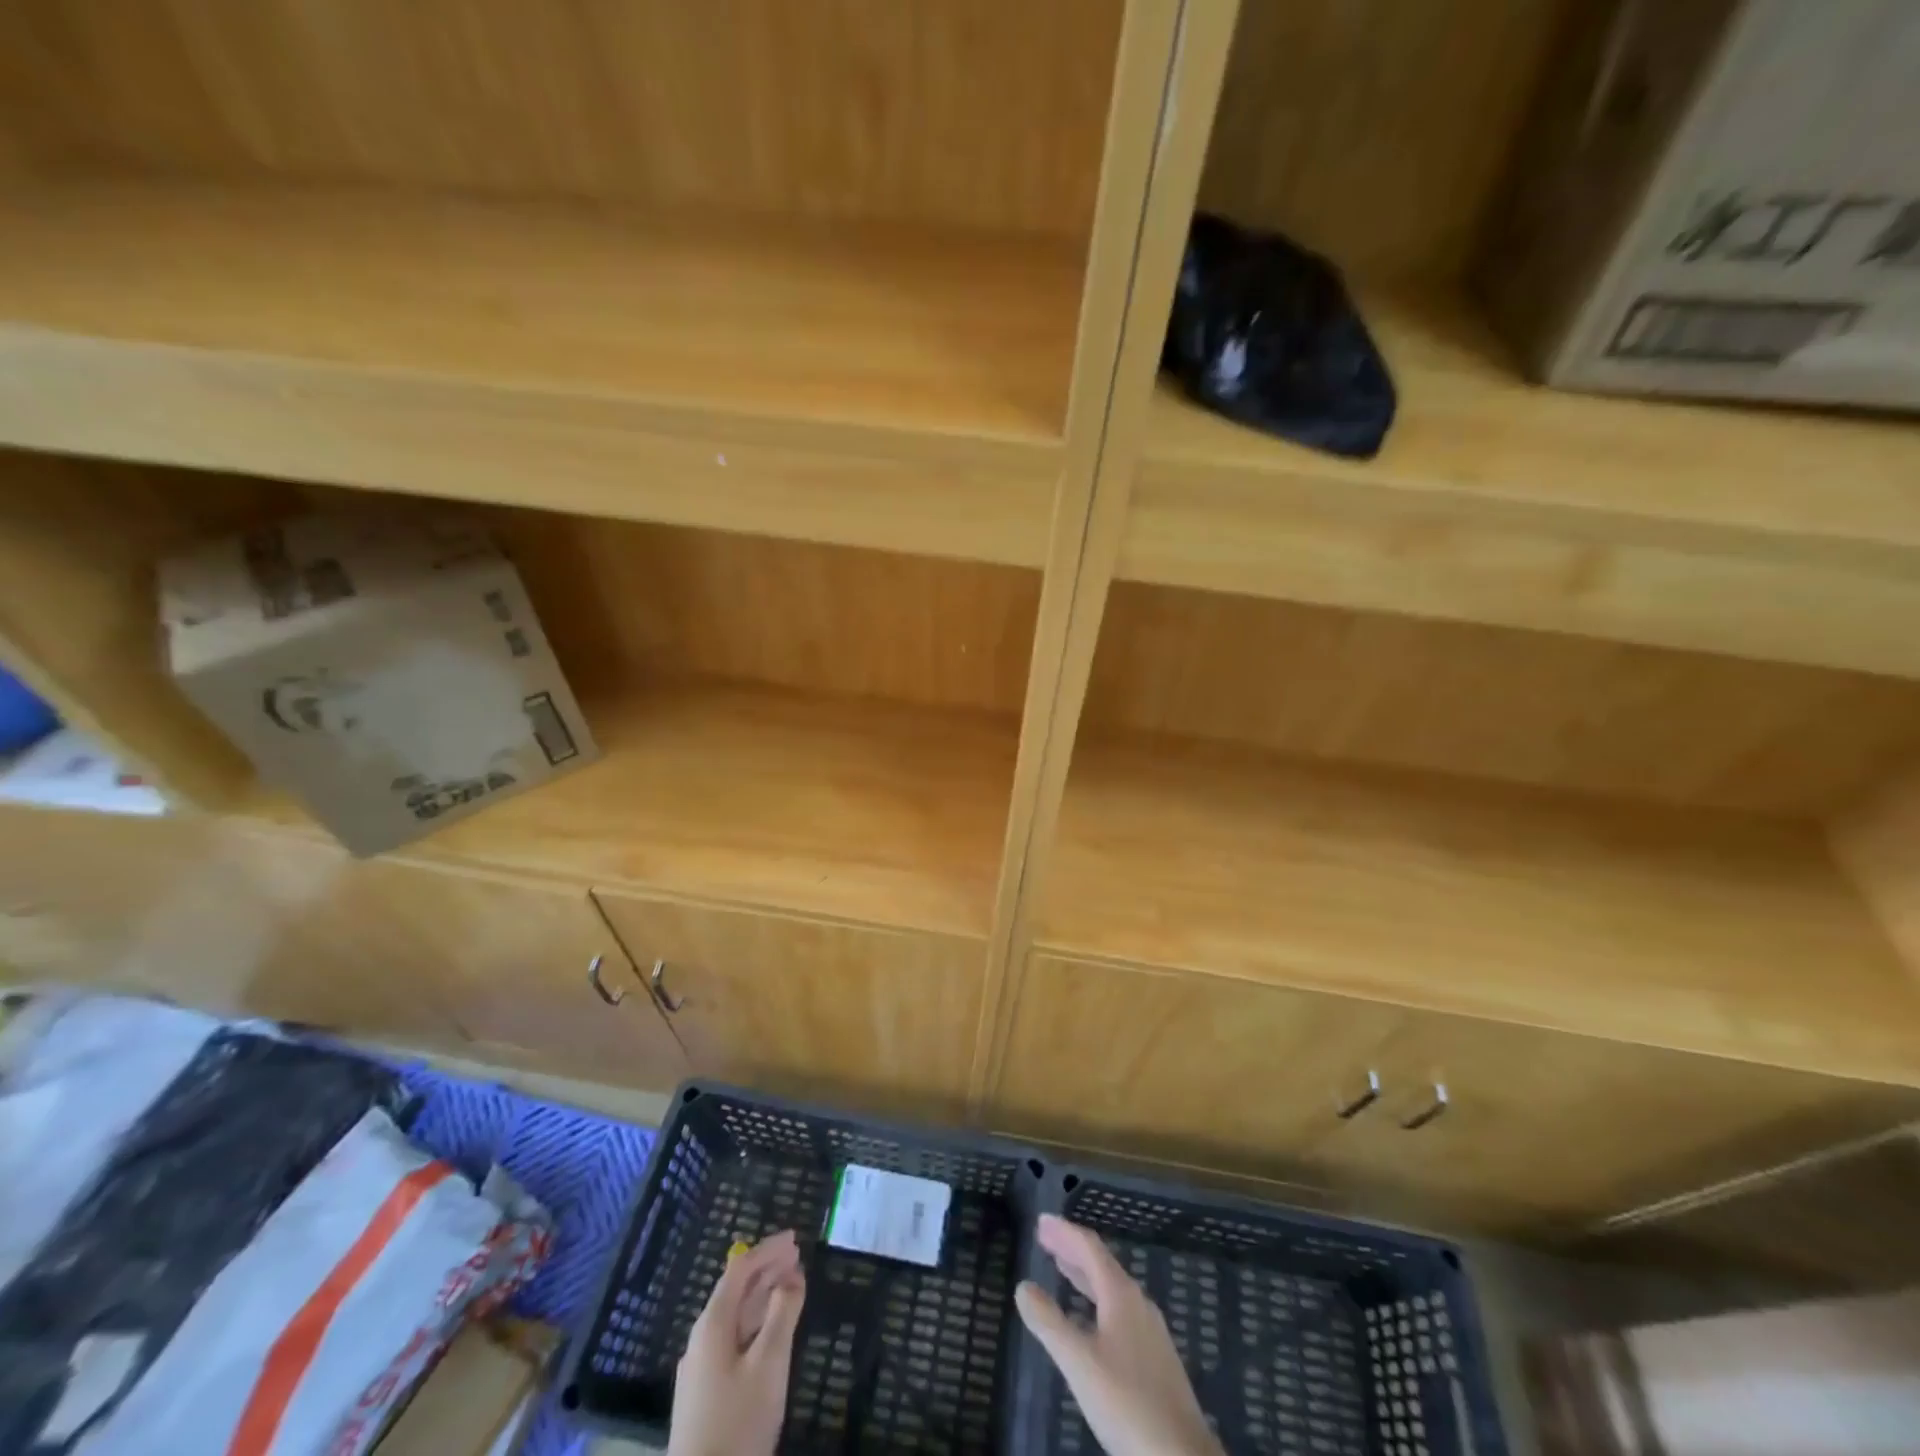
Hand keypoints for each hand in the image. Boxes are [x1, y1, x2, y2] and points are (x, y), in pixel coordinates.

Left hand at [668, 1230, 806, 1455]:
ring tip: (790, 1286)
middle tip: (797, 1257)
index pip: (740, 1271)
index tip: (795, 1239)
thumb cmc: (738, 1424)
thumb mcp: (769, 1364)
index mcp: (712, 1325)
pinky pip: (732, 1340)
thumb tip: (791, 1277)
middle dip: (766, 1270)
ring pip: (734, 1318)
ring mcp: (700, 1370)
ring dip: (762, 1297)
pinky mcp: (704, 1395)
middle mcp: (701, 1340)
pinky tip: (770, 1332)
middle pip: (735, 1291)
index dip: (767, 1250)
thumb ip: (782, 1314)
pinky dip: (755, 1324)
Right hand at [1016, 1215, 1223, 1455]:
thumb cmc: (1127, 1404)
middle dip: (1071, 1249)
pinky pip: (1120, 1310)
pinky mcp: (1156, 1357)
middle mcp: (1138, 1303)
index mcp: (1121, 1294)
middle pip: (1101, 1264)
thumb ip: (1049, 1323)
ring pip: (1111, 1288)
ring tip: (1061, 1267)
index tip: (1041, 1222)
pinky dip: (1096, 1299)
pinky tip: (1089, 1319)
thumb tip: (1023, 1286)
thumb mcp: (1079, 1363)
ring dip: (1084, 1274)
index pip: (1090, 1248)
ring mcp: (1150, 1330)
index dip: (1064, 1232)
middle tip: (1045, 1239)